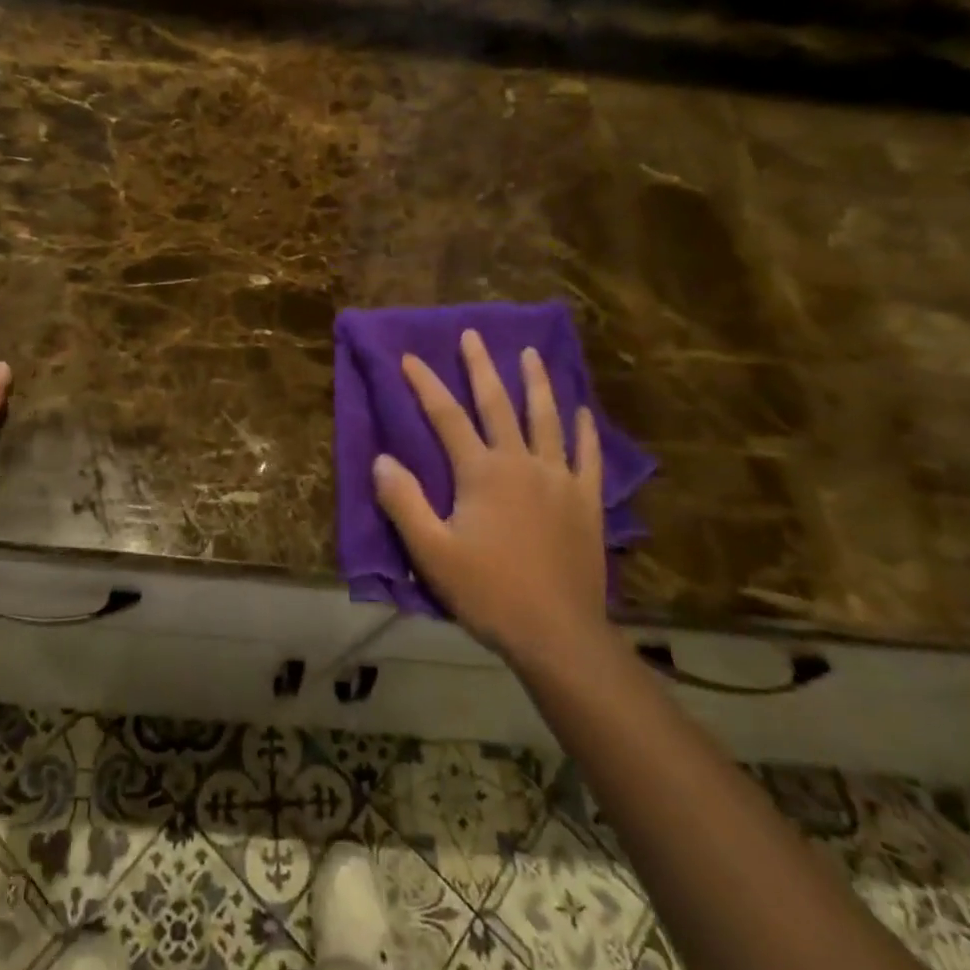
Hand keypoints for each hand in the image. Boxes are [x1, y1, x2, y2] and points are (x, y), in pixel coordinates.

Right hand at [373, 330, 607, 664]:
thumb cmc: (489, 592)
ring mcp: (560, 480)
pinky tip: (582, 411)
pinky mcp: (586, 502)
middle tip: (473, 335)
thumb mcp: (432, 552)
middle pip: (498, 405)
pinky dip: (583, 430)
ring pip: (547, 420)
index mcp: (482, 473)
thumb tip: (382, 459)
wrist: (558, 634)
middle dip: (481, 368)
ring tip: (531, 355)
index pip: (446, 416)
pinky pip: (587, 456)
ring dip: (537, 384)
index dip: (425, 384)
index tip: (410, 358)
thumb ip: (404, 502)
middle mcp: (522, 463)